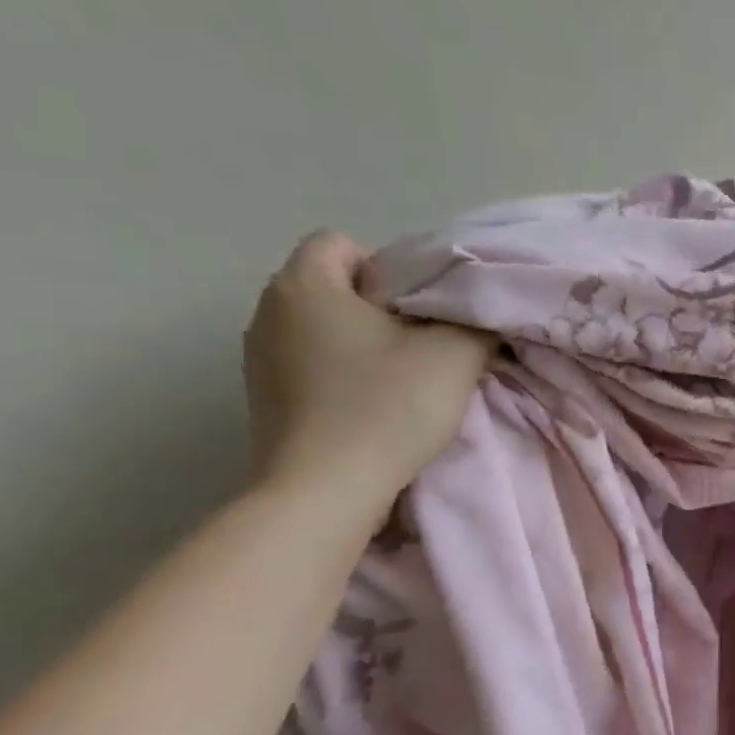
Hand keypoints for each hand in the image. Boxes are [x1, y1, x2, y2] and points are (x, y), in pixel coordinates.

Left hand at [243, 231, 495, 516]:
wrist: (326, 492)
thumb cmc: (387, 407)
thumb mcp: (455, 354)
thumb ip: (473, 320)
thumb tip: (475, 315)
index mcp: (304, 285)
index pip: (342, 243)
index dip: (390, 267)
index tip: (423, 310)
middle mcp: (268, 312)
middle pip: (334, 286)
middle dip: (382, 307)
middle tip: (425, 344)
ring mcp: (259, 358)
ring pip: (324, 328)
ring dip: (364, 344)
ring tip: (402, 379)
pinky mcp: (265, 399)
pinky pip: (313, 364)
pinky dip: (344, 374)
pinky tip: (373, 406)